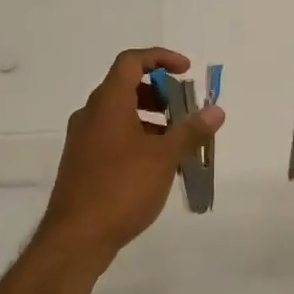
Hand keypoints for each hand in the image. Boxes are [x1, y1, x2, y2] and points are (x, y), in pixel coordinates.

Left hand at [39, 48, 224, 259]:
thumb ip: (191, 131)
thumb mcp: (164, 158)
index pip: (131, 61)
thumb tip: (216, 111)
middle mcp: (90, 114)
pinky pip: (113, 137)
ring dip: (150, 119)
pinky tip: (158, 166)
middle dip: (159, 92)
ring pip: (120, 115)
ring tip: (179, 142)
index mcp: (107, 103)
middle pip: (125, 87)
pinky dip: (137, 139)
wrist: (77, 236)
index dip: (160, 57)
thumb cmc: (121, 188)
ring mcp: (83, 140)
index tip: (187, 71)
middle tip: (185, 110)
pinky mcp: (82, 163)